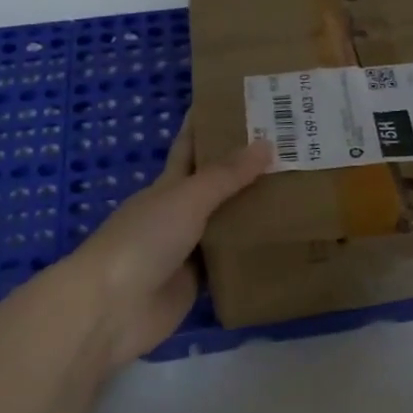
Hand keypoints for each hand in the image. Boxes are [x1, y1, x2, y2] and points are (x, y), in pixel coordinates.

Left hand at [67, 116, 271, 367]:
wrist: (112, 309)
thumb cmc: (143, 241)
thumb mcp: (186, 199)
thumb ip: (225, 176)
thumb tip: (266, 144)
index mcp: (169, 185)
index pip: (193, 146)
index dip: (212, 124)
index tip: (243, 103)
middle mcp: (180, 213)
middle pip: (217, 185)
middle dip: (247, 168)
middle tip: (292, 149)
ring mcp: (189, 250)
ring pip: (228, 223)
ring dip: (255, 211)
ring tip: (300, 192)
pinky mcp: (198, 283)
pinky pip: (230, 261)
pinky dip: (252, 252)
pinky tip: (284, 243)